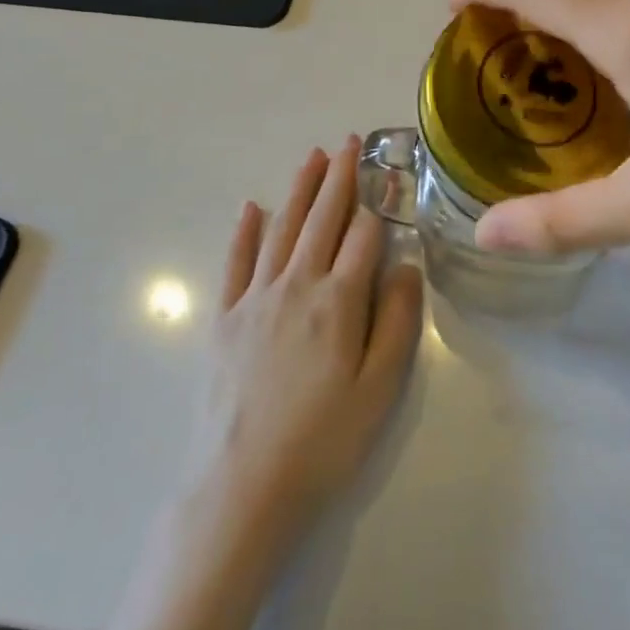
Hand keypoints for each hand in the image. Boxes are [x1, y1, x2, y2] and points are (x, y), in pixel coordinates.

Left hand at [185, 140, 423, 532]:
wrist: (240, 487)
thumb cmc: (322, 440)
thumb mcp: (379, 387)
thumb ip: (396, 320)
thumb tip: (405, 265)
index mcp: (338, 300)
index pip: (364, 236)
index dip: (378, 205)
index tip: (387, 176)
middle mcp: (297, 285)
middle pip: (322, 219)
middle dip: (339, 177)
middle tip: (349, 142)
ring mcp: (255, 298)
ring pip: (282, 229)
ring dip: (299, 190)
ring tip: (313, 157)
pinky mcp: (224, 318)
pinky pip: (236, 262)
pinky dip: (245, 231)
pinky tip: (252, 207)